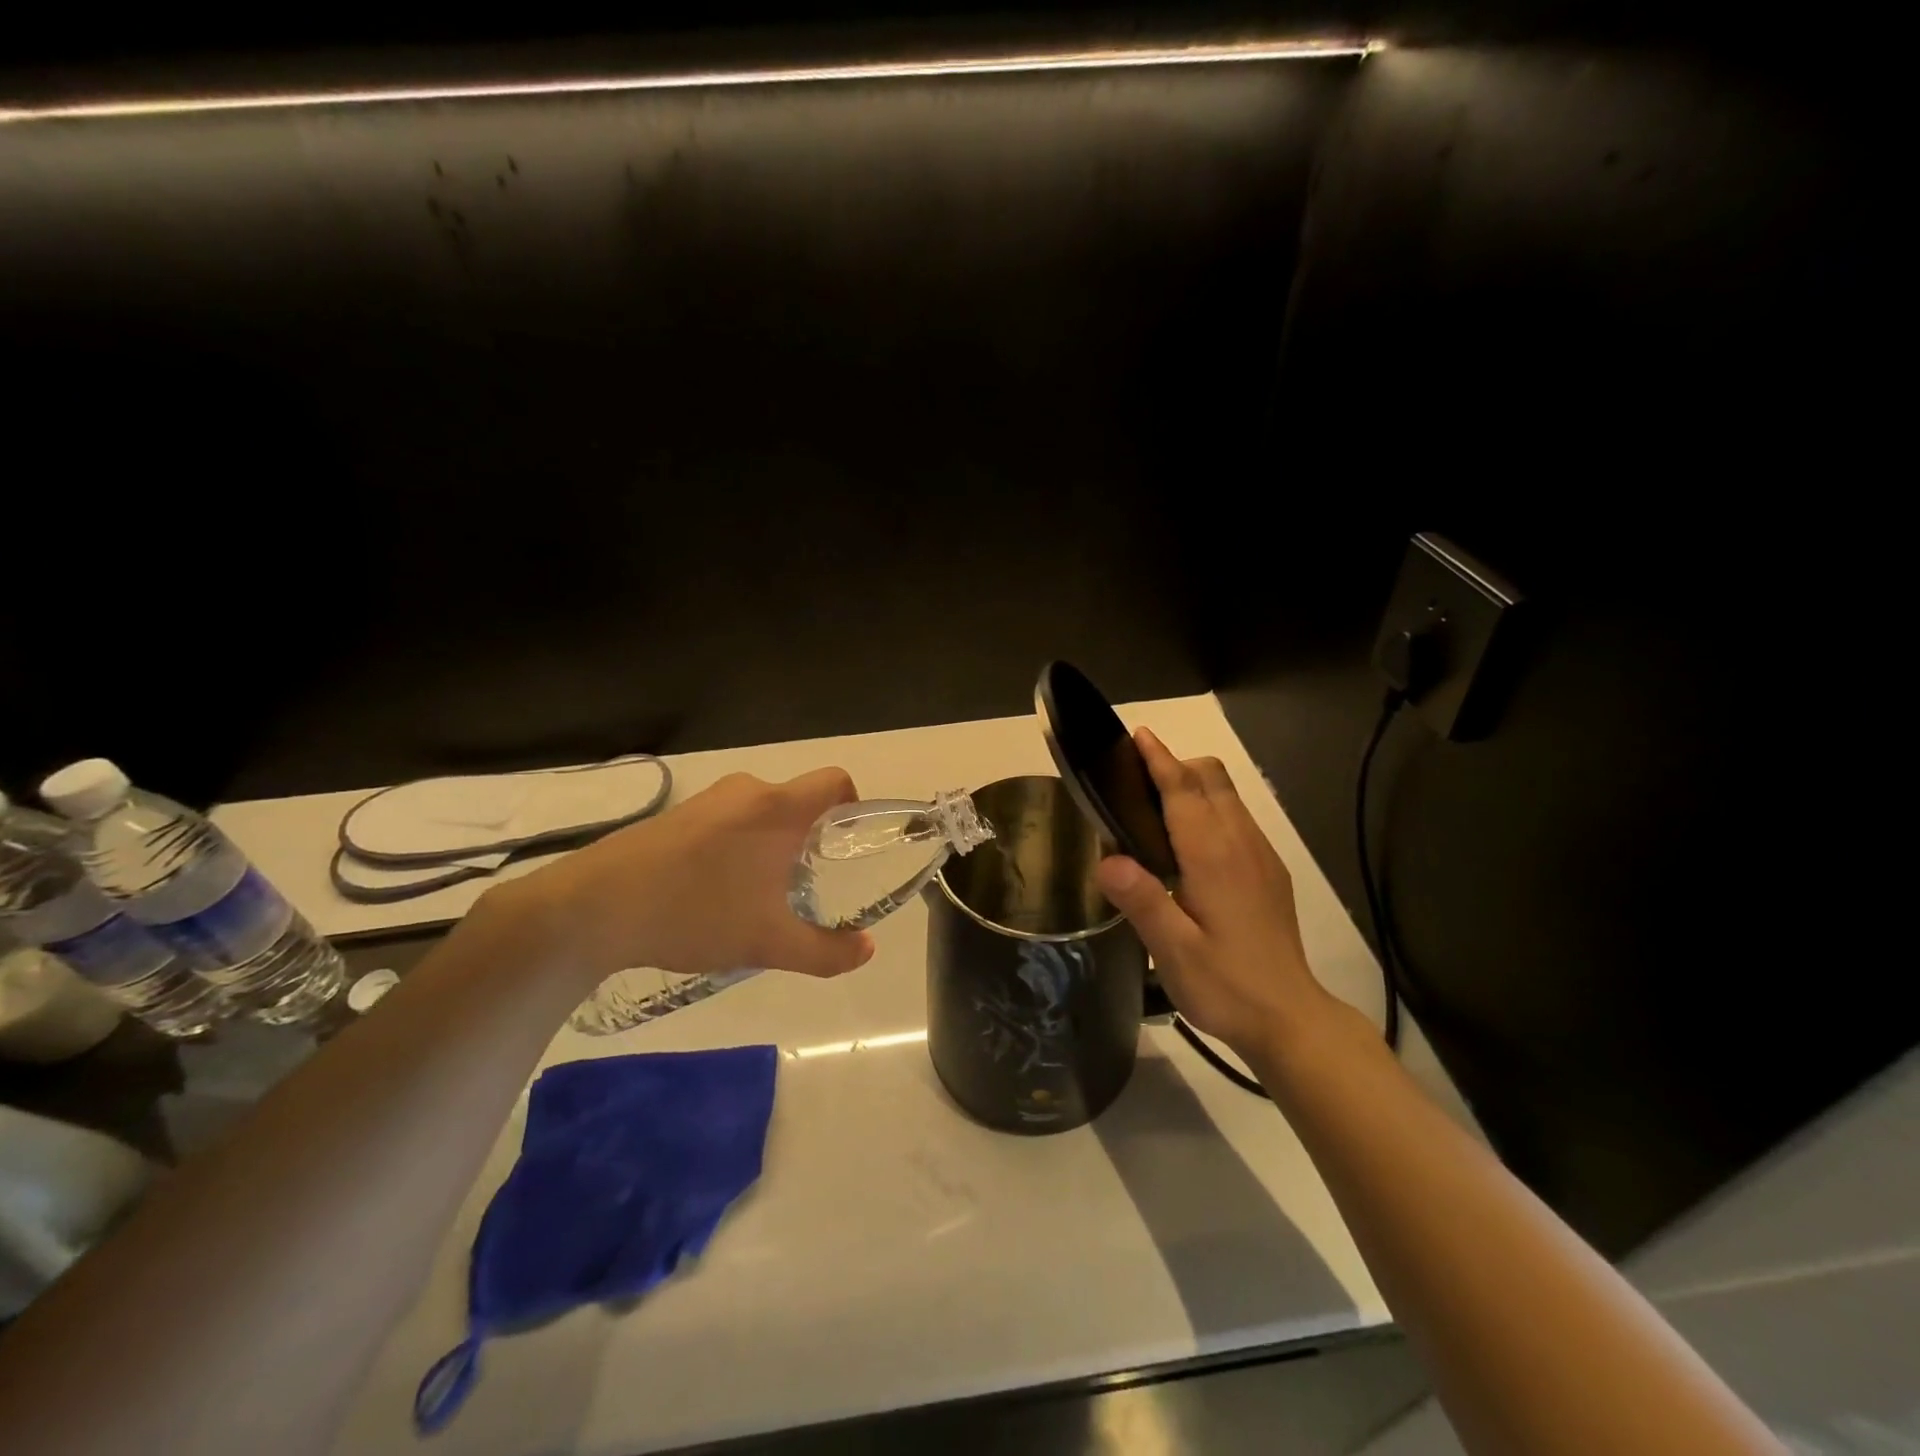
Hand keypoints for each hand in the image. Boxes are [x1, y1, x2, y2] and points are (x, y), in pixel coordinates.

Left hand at [511, 768, 876, 981]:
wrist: (590, 909)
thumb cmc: (694, 913)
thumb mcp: (767, 943)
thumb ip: (826, 951)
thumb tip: (867, 950)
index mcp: (776, 808)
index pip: (835, 781)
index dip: (852, 807)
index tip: (846, 848)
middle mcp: (746, 790)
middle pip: (797, 802)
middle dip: (809, 840)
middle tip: (805, 886)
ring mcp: (706, 800)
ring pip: (760, 814)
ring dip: (770, 846)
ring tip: (757, 896)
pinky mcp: (675, 815)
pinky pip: (727, 821)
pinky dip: (736, 847)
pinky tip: (713, 892)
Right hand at [1094, 728, 1334, 1058]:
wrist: (1291, 1018)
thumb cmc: (1226, 985)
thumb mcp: (1174, 951)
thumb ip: (1142, 901)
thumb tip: (1107, 859)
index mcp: (1213, 856)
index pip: (1184, 790)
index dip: (1159, 759)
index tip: (1138, 735)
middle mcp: (1241, 843)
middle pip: (1212, 779)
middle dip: (1176, 764)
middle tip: (1136, 779)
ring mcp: (1261, 856)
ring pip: (1228, 795)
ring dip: (1195, 784)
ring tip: (1156, 808)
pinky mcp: (1270, 872)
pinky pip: (1238, 818)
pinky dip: (1211, 808)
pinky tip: (1191, 845)